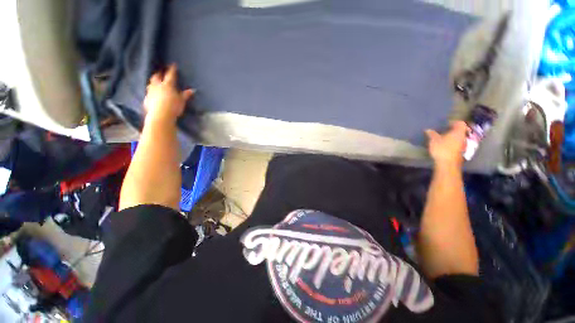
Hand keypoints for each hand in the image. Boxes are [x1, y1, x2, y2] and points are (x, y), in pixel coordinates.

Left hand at [144, 64, 194, 124]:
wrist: (160, 115)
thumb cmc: (173, 106)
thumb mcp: (182, 101)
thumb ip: (186, 95)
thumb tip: (193, 90)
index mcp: (167, 85)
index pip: (170, 75)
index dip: (172, 69)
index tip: (173, 64)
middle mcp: (157, 86)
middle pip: (156, 77)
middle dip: (159, 74)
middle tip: (160, 72)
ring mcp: (150, 92)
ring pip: (150, 84)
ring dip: (153, 82)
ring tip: (155, 82)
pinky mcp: (146, 99)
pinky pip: (148, 93)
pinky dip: (151, 92)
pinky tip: (152, 94)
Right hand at [425, 121, 467, 168]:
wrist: (448, 164)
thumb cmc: (442, 149)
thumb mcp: (434, 140)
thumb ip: (432, 134)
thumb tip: (428, 130)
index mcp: (458, 132)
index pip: (460, 123)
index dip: (454, 122)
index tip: (446, 124)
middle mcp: (464, 137)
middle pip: (461, 130)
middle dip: (454, 130)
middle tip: (445, 131)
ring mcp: (464, 145)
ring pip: (460, 138)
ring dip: (454, 137)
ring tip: (445, 139)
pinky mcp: (461, 152)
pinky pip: (459, 144)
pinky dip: (454, 144)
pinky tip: (446, 146)